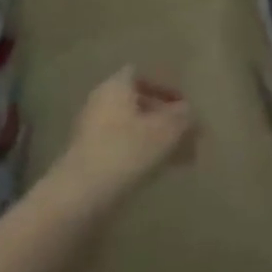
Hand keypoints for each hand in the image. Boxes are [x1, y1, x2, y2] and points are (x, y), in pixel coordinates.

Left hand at [57, 67, 195, 199]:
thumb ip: (184, 117)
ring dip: (157, 139)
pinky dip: (143, 154)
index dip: (164, 87)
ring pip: (133, 128)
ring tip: (182, 157)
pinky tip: (162, 171)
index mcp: (115, 87)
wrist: (81, 196)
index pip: (141, 75)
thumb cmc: (127, 151)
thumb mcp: (167, 131)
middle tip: (188, 134)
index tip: (184, 106)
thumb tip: (190, 111)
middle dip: (165, 118)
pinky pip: (123, 148)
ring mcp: (92, 133)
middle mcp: (100, 104)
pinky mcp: (89, 159)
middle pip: (138, 103)